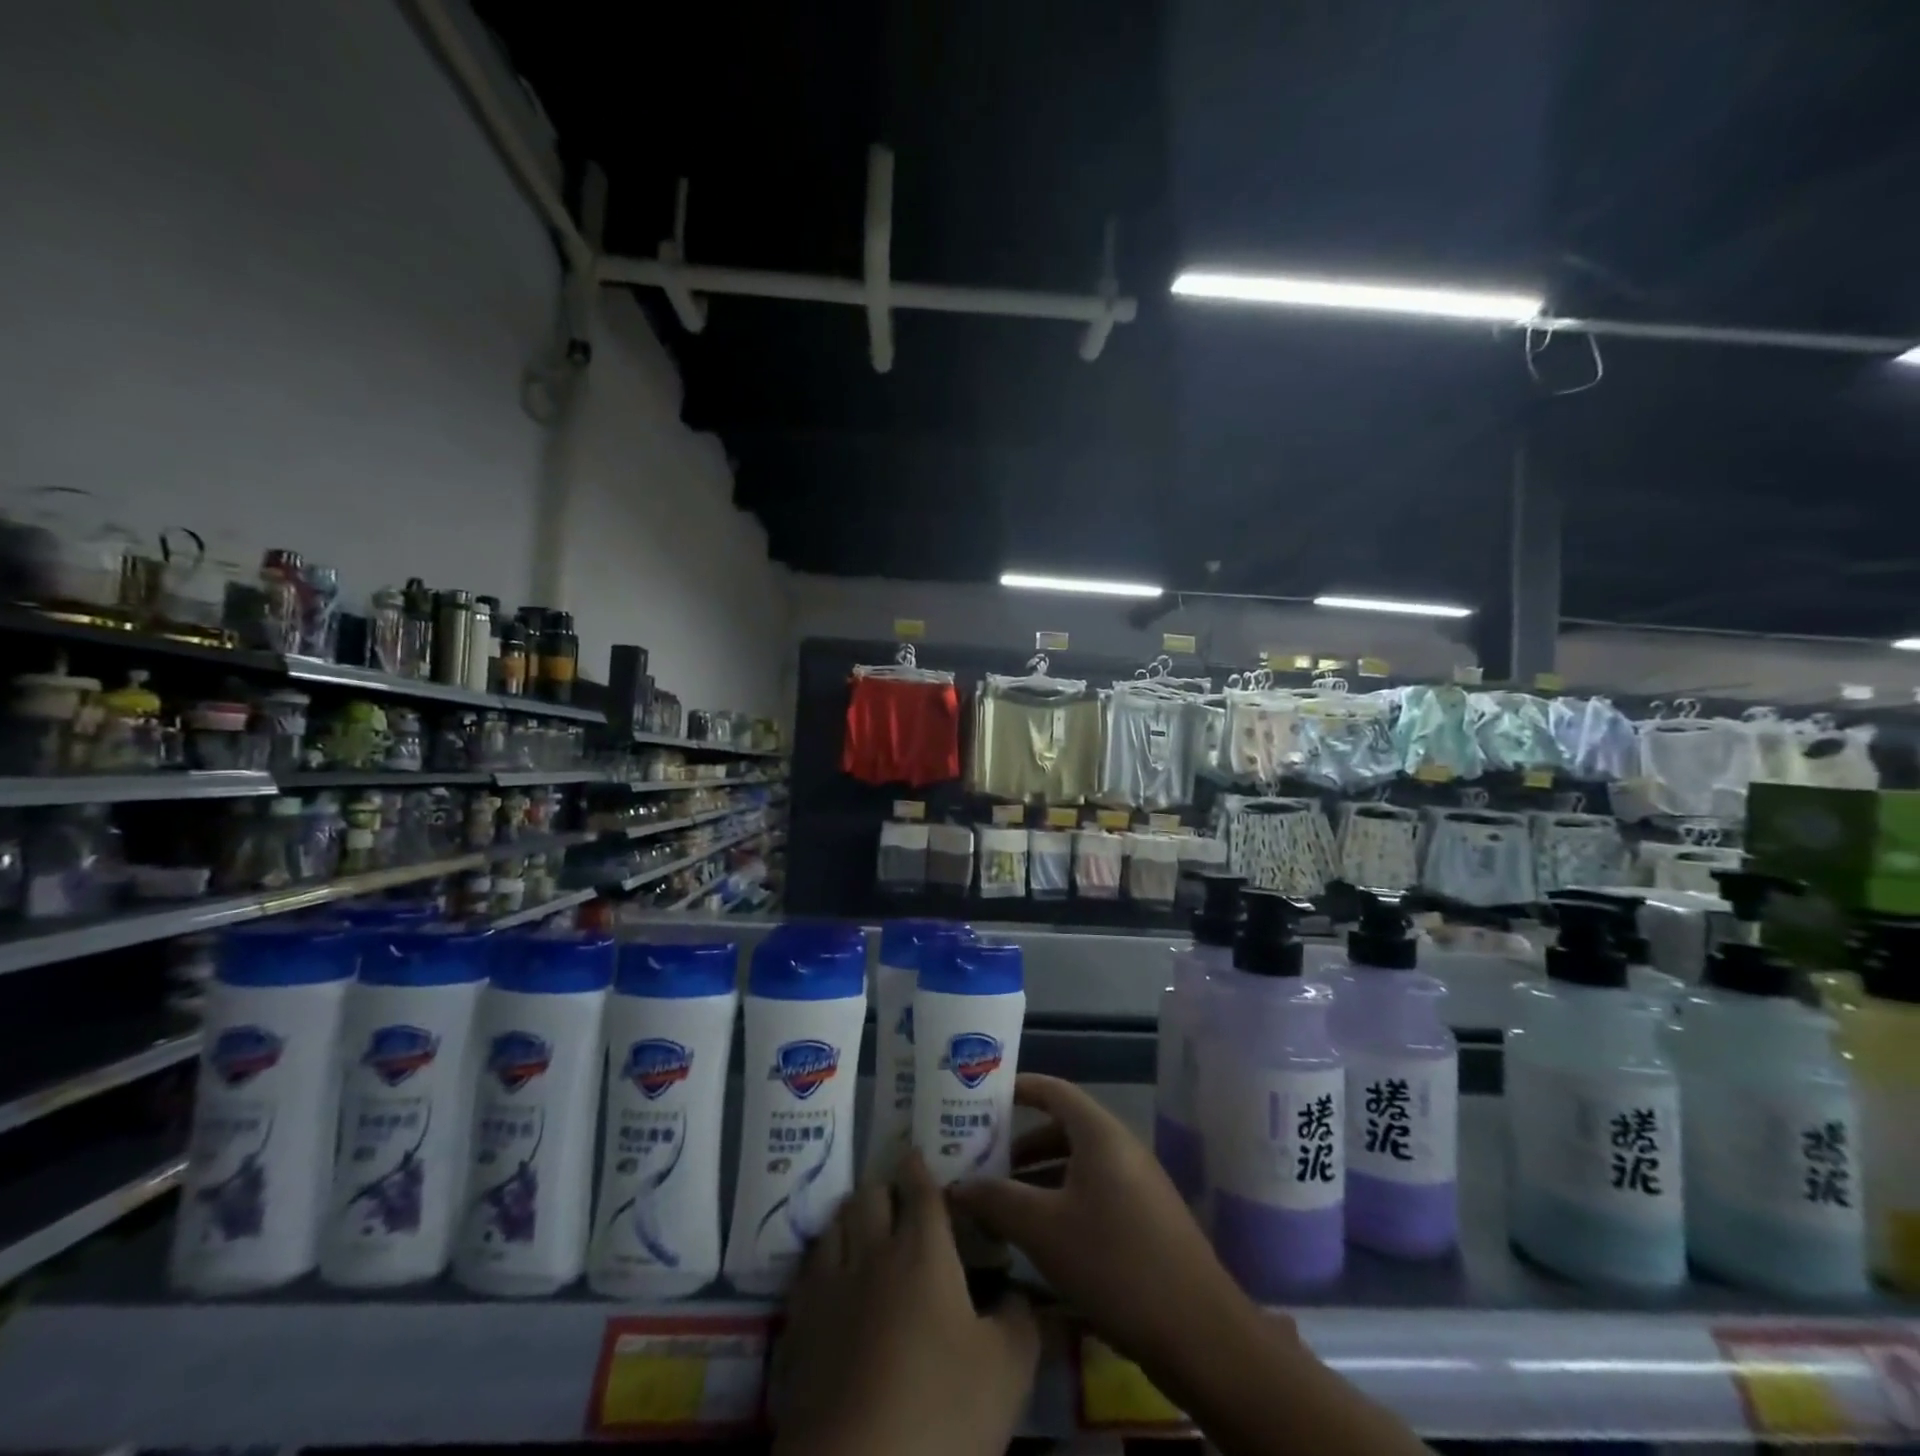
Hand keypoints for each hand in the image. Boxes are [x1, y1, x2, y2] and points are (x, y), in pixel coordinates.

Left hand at [773, 1150, 1039, 1455]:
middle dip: (884, 1188)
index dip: (919, 1167)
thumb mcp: (1007, 1371)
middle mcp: (872, 1252)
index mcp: (923, 1250)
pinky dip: (821, 1261)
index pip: (920, 1188)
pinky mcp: (798, 1325)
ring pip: (834, 1225)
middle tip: (897, 1199)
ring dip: (850, 1217)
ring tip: (861, 1227)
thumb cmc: (941, 1411)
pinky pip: (807, 1271)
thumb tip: (1019, 1294)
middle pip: (870, 1195)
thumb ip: (1021, 1321)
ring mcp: (829, 1286)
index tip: (919, 1155)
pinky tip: (829, 1277)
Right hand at [948, 1074, 1253, 1373]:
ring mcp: (1137, 1182)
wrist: (1199, 1331)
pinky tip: (1040, 1234)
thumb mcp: (1043, 1229)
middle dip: (1020, 1141)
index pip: (1052, 1089)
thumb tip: (956, 1185)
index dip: (1017, 1088)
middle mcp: (1120, 1146)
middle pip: (1062, 1126)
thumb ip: (996, 1200)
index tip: (980, 1099)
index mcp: (1099, 1132)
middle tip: (981, 1157)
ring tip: (1001, 1199)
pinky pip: (1094, 1190)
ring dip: (1039, 1174)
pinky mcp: (1145, 1218)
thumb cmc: (1114, 1262)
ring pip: (1077, 1163)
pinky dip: (1062, 1197)